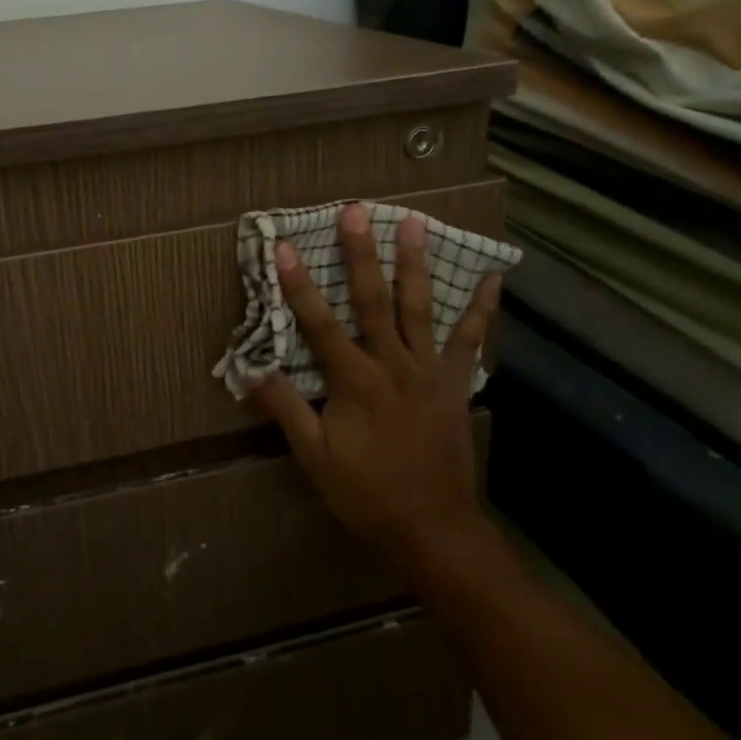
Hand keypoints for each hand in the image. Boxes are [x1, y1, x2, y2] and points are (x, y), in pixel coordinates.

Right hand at [246, 204, 501, 571]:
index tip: (287, 247)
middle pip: (373, 300)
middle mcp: (392, 365)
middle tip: (356, 211)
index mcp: (354, 382)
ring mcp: (428, 371)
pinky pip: (470, 340)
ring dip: (415, 263)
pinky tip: (492, 278)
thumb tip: (249, 370)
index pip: (319, 324)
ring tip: (414, 222)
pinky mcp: (455, 383)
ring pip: (420, 308)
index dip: (300, 285)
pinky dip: (481, 308)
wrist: (433, 528)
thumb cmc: (367, 493)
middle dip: (361, 254)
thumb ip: (286, 409)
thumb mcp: (315, 457)